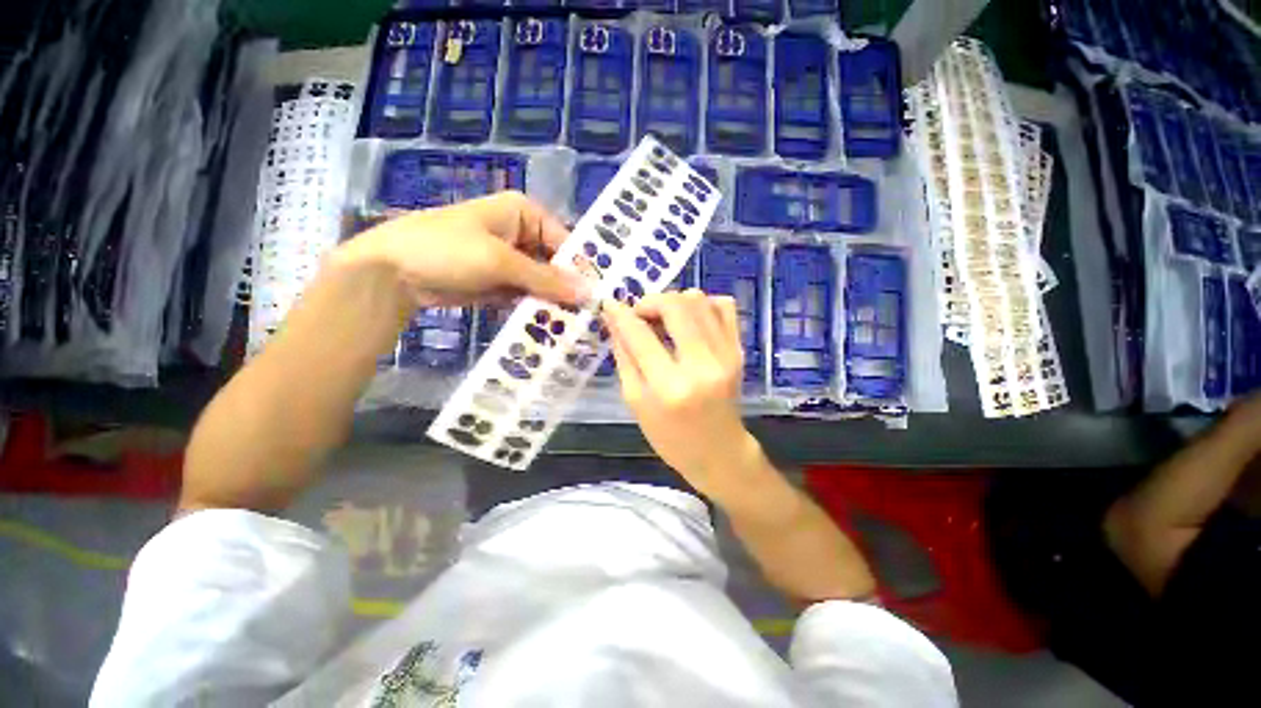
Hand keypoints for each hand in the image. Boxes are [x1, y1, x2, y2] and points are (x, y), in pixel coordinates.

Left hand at [334, 191, 588, 307]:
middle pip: (556, 264)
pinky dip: (538, 309)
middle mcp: (523, 235)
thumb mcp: (500, 261)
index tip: (598, 296)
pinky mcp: (502, 284)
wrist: (392, 272)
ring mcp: (512, 262)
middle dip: (569, 289)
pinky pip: (528, 296)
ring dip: (555, 302)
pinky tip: (553, 326)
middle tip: (591, 316)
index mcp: (524, 214)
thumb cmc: (447, 249)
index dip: (581, 268)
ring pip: (544, 283)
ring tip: (577, 325)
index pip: (565, 242)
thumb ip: (546, 278)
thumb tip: (589, 293)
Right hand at [603, 290, 764, 500]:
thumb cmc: (671, 437)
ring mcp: (726, 355)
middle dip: (650, 301)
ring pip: (699, 300)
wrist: (720, 452)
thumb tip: (614, 320)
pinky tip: (690, 320)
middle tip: (641, 315)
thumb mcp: (636, 403)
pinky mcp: (739, 351)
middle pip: (675, 306)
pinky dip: (703, 304)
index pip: (640, 335)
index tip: (610, 304)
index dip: (621, 313)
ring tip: (664, 319)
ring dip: (674, 301)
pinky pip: (725, 306)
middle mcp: (701, 365)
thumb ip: (624, 358)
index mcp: (669, 387)